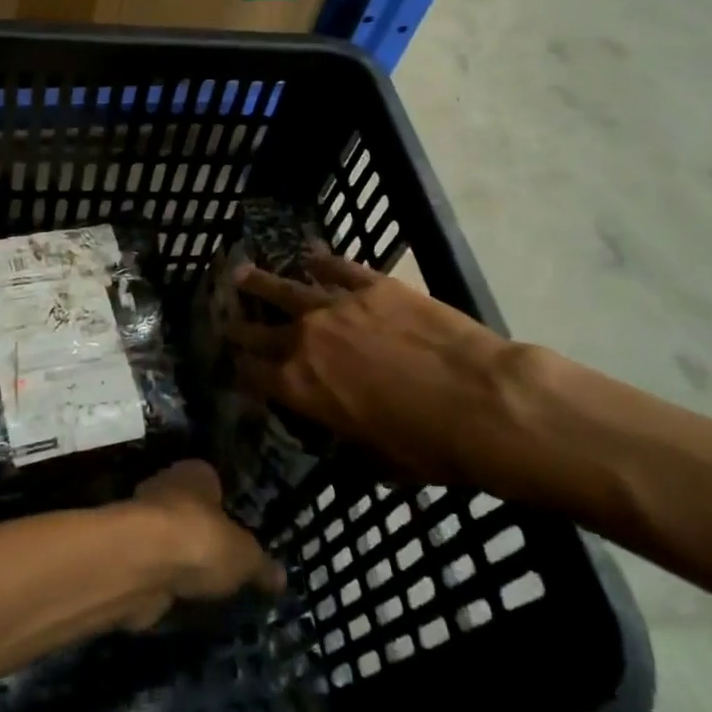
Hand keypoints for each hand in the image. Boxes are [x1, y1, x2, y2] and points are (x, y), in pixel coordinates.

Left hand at [121, 461, 284, 628]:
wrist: (141, 563)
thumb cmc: (200, 540)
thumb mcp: (245, 556)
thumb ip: (261, 565)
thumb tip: (281, 577)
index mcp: (195, 473)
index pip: (214, 484)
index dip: (227, 509)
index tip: (241, 536)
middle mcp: (165, 488)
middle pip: (189, 512)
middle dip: (203, 537)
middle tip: (226, 567)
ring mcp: (142, 522)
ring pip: (169, 542)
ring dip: (181, 564)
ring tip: (207, 592)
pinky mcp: (127, 556)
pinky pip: (155, 570)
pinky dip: (165, 586)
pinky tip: (182, 604)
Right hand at [226, 252, 550, 496]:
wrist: (482, 401)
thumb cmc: (431, 446)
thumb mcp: (379, 456)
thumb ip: (349, 432)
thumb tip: (346, 427)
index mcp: (301, 388)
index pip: (254, 377)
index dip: (242, 373)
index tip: (235, 367)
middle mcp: (306, 341)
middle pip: (261, 331)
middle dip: (242, 327)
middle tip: (229, 321)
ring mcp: (337, 306)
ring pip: (287, 289)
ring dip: (261, 283)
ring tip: (241, 273)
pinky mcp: (373, 285)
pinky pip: (338, 267)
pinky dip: (321, 260)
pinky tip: (310, 255)